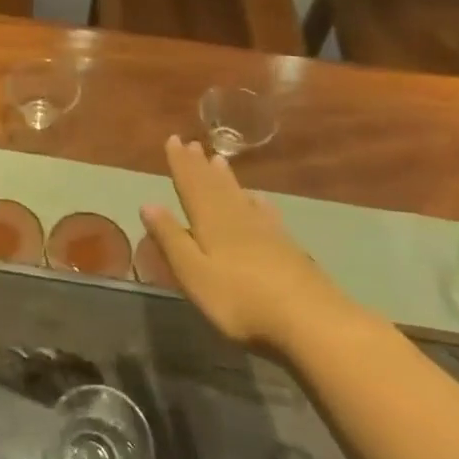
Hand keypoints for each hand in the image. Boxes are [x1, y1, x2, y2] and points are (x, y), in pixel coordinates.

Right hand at [141, 136, 350, 347]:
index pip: (191, 185)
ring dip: (225, 178)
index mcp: (210, 222)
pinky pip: (264, 212)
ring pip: (238, 195)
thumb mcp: (194, 273)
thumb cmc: (241, 299)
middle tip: (192, 143)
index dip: (180, 163)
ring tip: (218, 160)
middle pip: (214, 186)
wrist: (310, 319)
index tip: (173, 139)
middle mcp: (236, 217)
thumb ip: (171, 239)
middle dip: (200, 165)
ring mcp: (265, 230)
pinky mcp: (285, 246)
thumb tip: (148, 203)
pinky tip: (257, 198)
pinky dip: (256, 201)